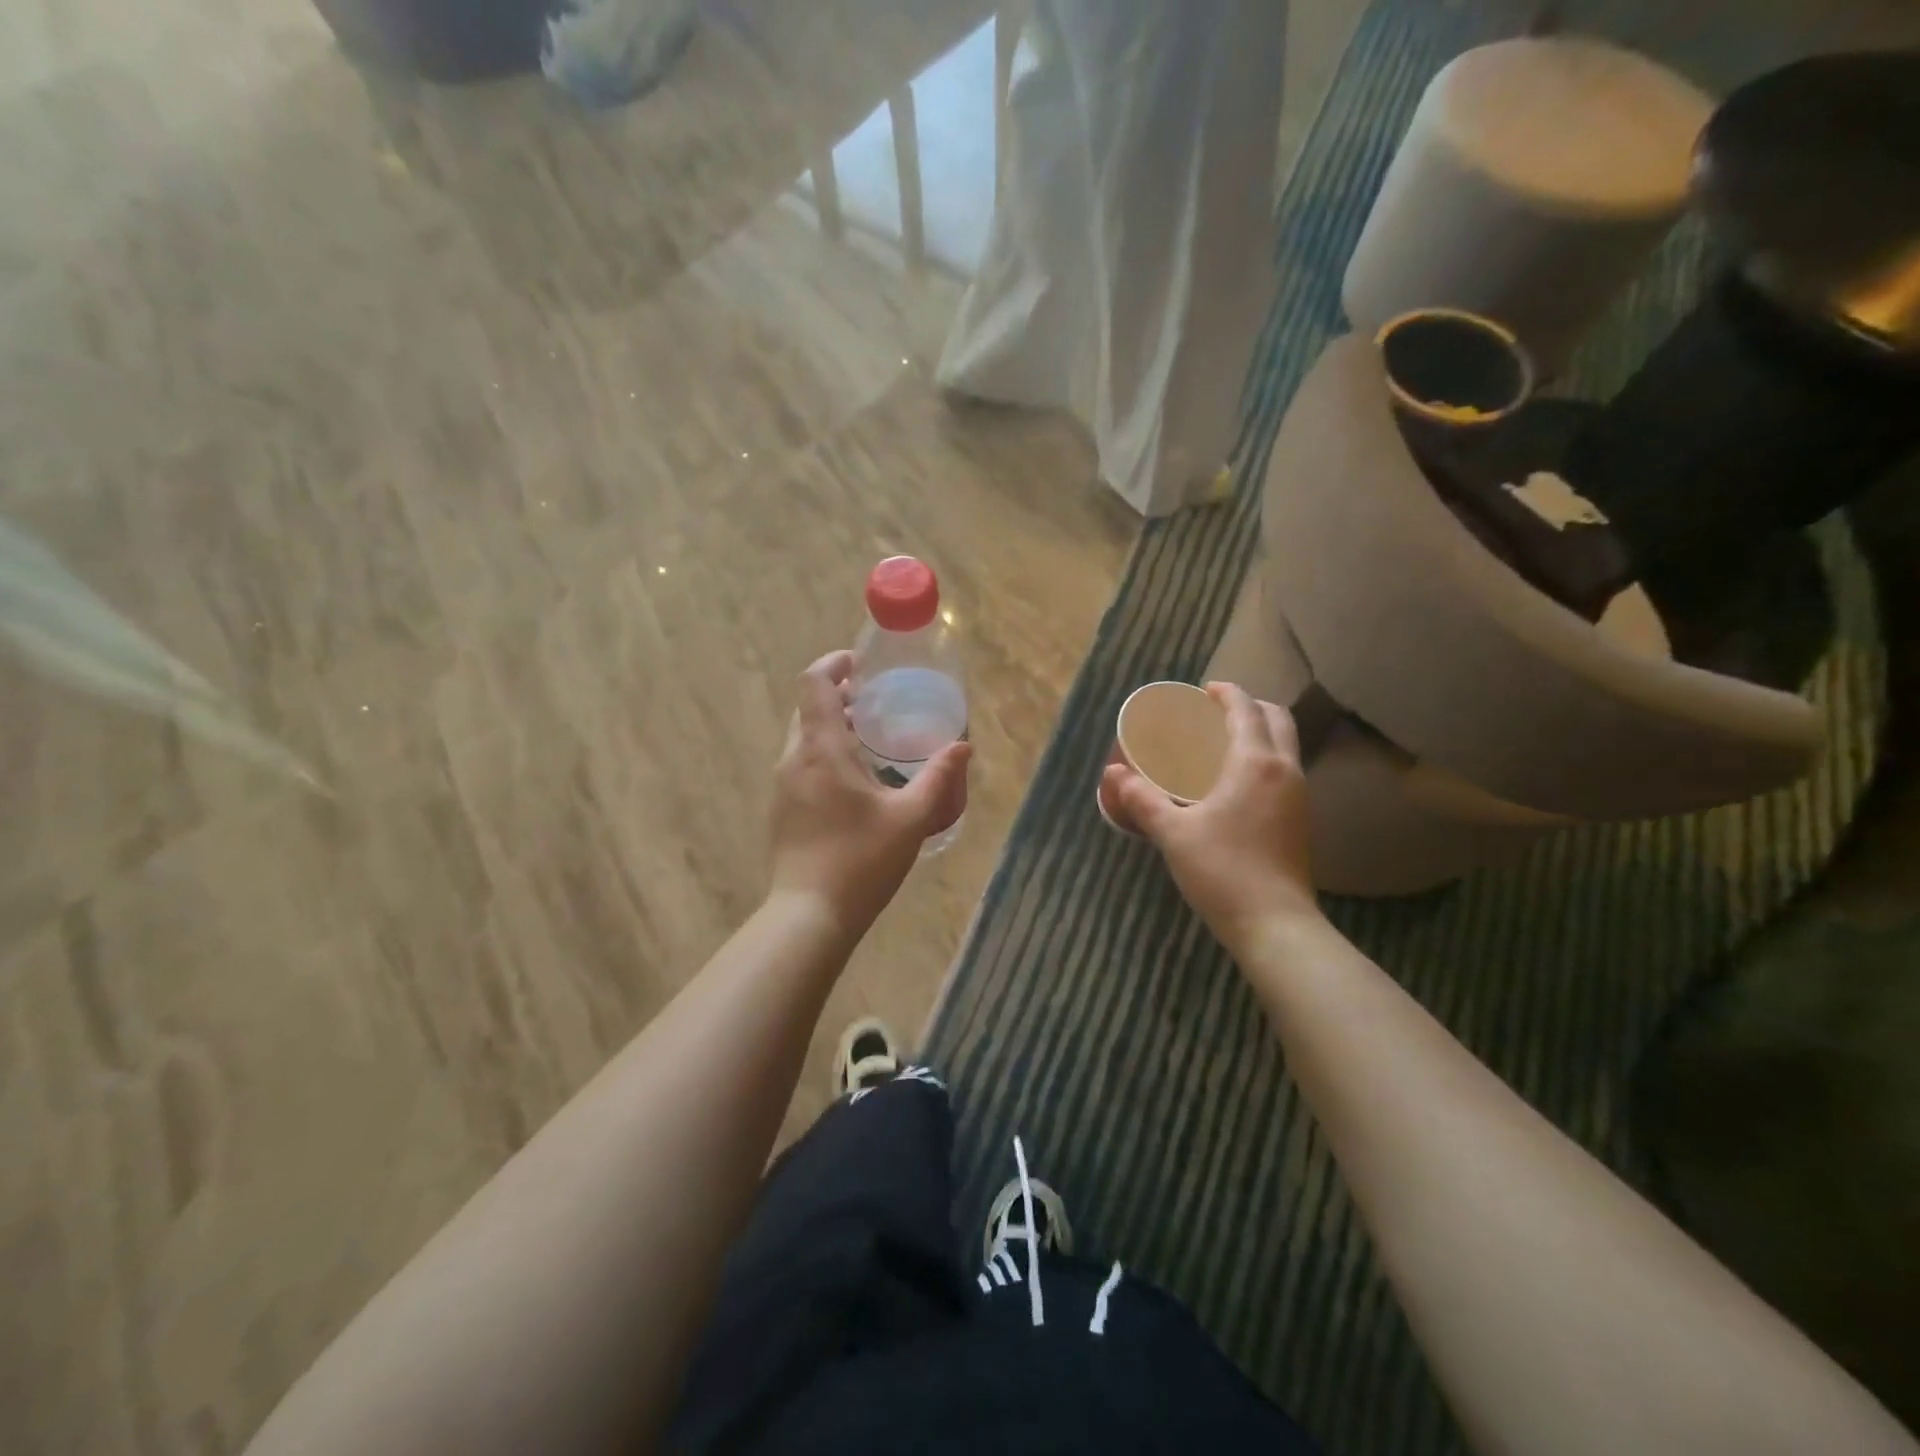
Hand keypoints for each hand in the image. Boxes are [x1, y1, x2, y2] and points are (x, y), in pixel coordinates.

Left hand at [769, 650, 970, 936]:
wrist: (809, 914)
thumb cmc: (860, 861)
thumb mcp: (910, 819)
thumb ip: (938, 778)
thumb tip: (962, 747)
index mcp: (821, 750)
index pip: (813, 683)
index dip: (833, 664)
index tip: (859, 664)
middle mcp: (794, 759)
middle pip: (807, 708)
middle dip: (837, 696)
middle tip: (875, 702)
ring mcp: (782, 786)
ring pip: (803, 738)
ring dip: (830, 727)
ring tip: (870, 740)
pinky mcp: (782, 810)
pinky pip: (801, 765)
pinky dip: (824, 754)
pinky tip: (854, 782)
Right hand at [1102, 682, 1318, 948]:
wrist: (1275, 925)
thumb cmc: (1222, 870)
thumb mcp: (1173, 833)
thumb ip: (1143, 800)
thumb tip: (1115, 775)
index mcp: (1255, 763)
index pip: (1246, 710)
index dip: (1227, 693)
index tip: (1204, 690)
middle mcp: (1284, 770)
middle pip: (1277, 719)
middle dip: (1249, 707)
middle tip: (1216, 713)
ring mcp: (1298, 796)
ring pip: (1286, 745)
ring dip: (1260, 732)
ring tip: (1223, 742)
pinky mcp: (1300, 819)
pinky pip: (1284, 769)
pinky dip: (1264, 757)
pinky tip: (1236, 781)